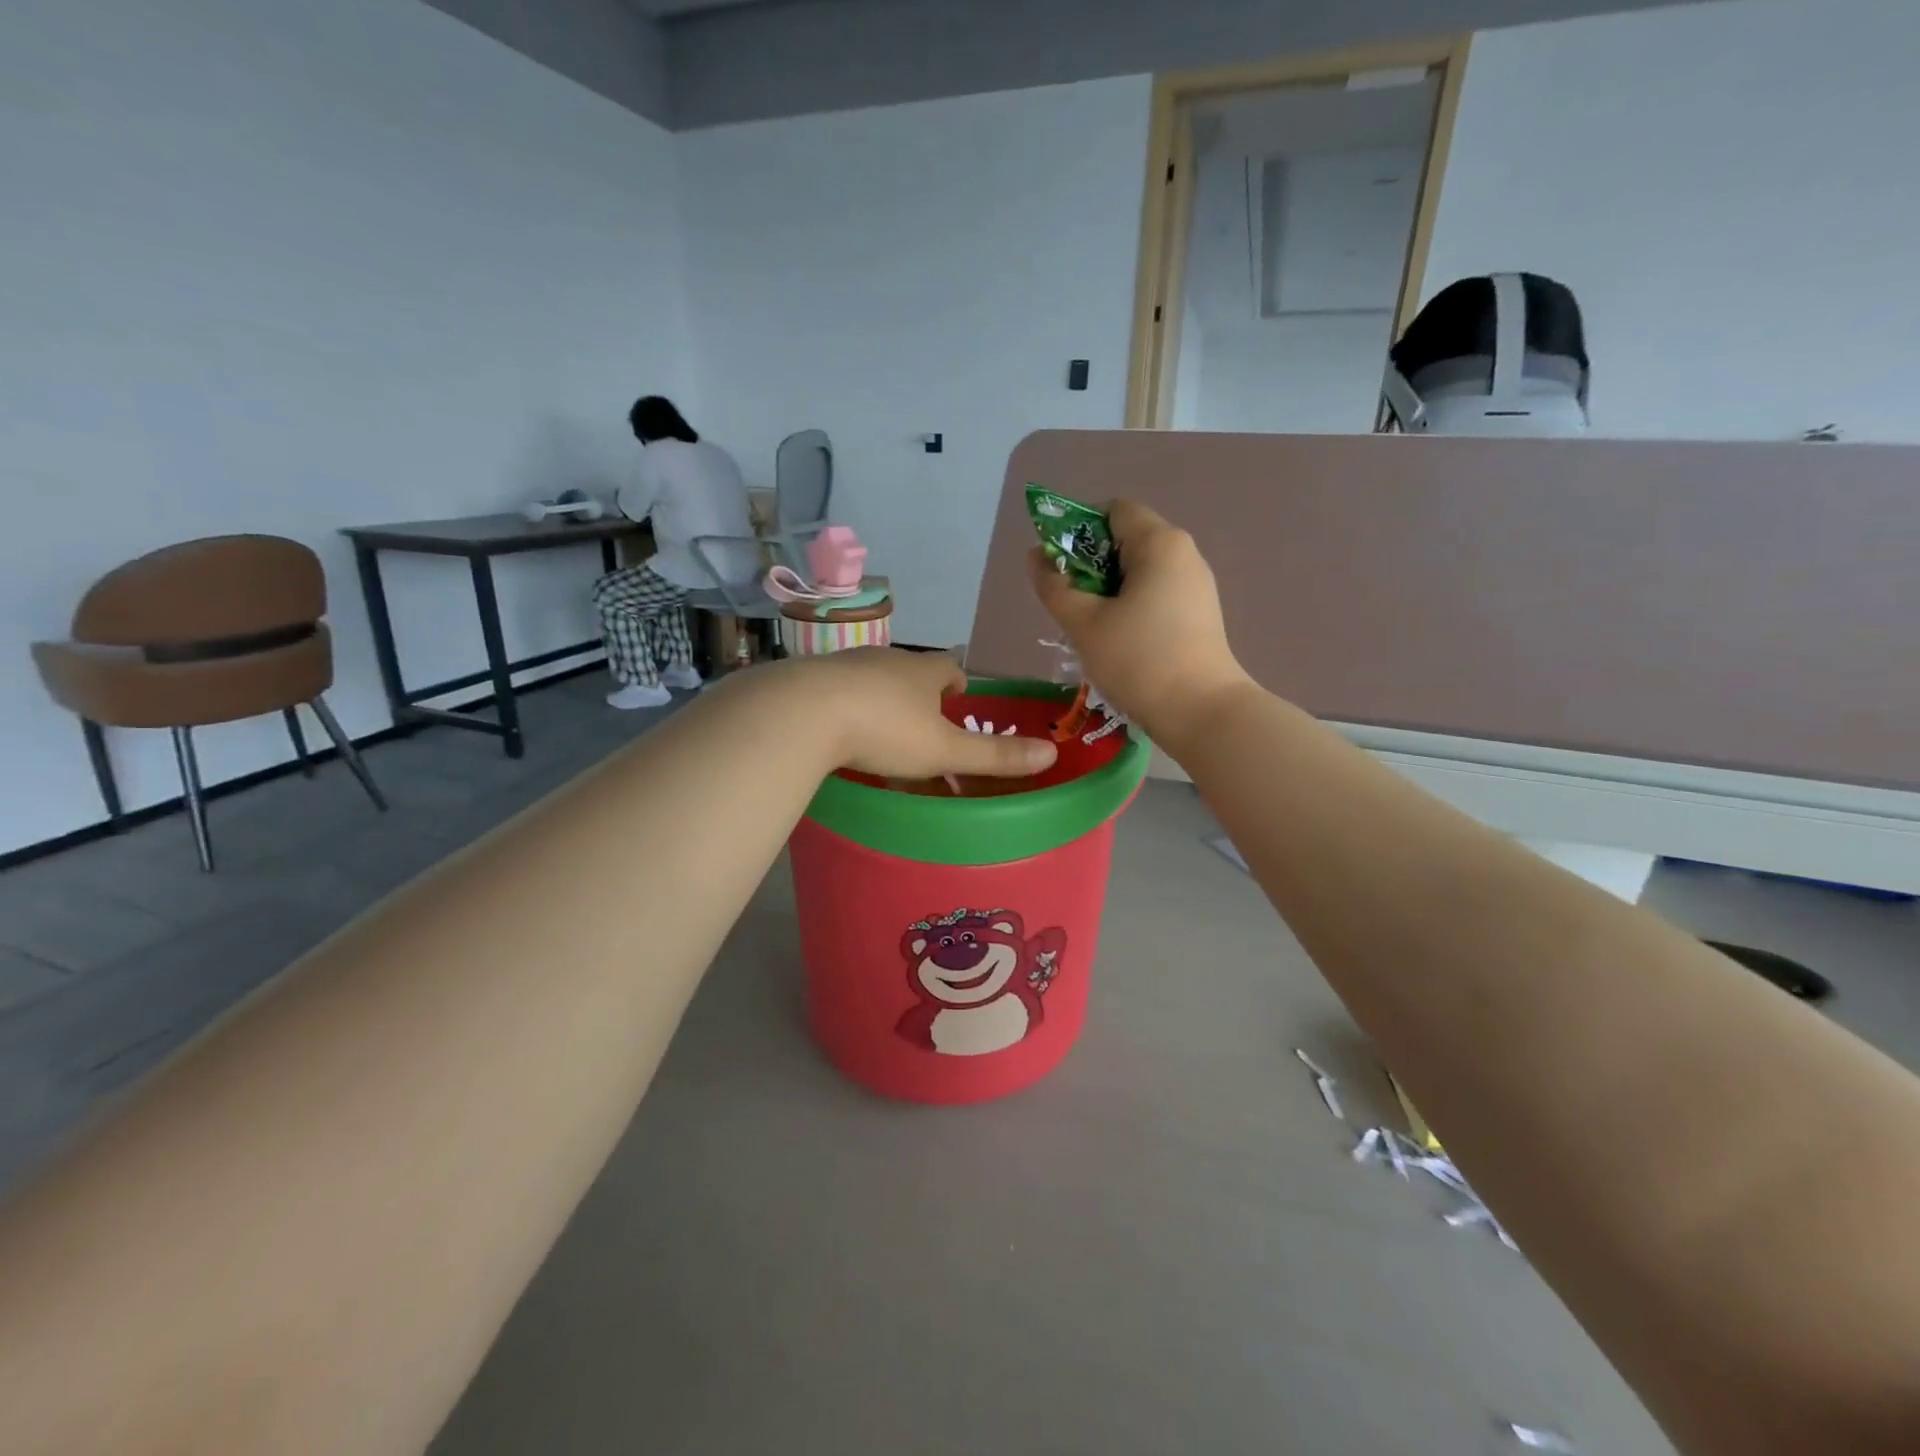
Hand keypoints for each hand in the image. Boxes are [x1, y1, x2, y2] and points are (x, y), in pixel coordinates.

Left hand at [769, 649, 1058, 780]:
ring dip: (879, 698)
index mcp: (922, 671)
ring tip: (879, 730)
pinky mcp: (809, 679)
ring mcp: (844, 665)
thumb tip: (1050, 754)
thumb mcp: (943, 749)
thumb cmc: (884, 729)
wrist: (802, 713)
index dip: (957, 684)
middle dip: (917, 693)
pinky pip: (835, 690)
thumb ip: (994, 755)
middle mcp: (885, 659)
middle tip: (920, 725)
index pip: (948, 668)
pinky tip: (836, 731)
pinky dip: (842, 705)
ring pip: (871, 678)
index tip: (957, 702)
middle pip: (909, 671)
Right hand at [1027, 500, 1248, 747]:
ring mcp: (1196, 584)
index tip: (1060, 568)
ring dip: (1108, 590)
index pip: (1112, 510)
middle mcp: (1184, 553)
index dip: (1079, 530)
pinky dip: (1131, 606)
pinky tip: (1119, 641)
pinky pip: (1156, 593)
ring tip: (1091, 628)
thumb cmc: (1138, 660)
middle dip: (1091, 565)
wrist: (1201, 712)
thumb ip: (1054, 585)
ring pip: (1140, 571)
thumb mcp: (1083, 623)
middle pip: (1126, 540)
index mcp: (1159, 543)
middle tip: (1070, 604)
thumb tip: (1036, 556)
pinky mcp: (1200, 613)